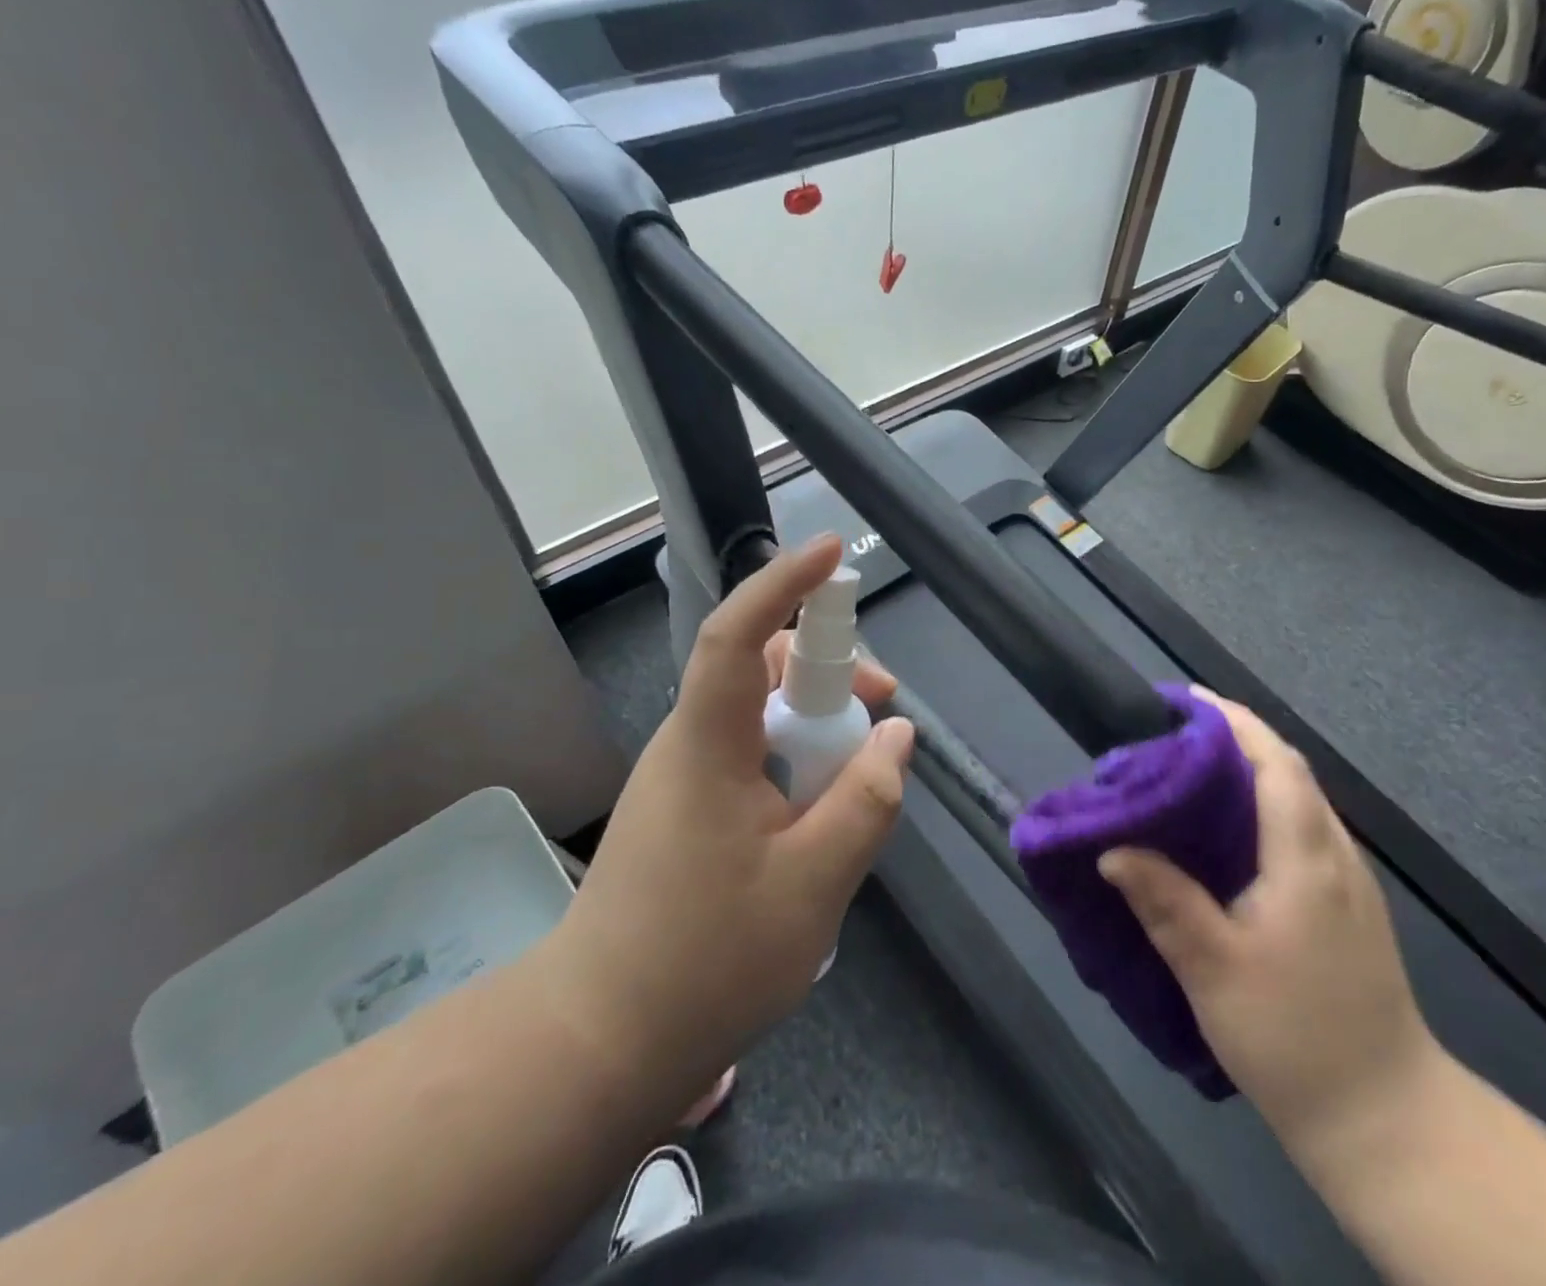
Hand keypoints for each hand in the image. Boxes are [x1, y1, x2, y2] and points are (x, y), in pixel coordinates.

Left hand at [545, 535, 913, 1115]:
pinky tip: (823, 808)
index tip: (830, 553)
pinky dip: (797, 757)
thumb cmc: (706, 961)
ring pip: (760, 712)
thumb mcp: (814, 882)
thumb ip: (866, 801)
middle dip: (828, 668)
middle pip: (760, 667)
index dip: (784, 584)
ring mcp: (684, 774)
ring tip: (863, 767)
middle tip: (884, 707)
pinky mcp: (688, 805)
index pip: (738, 635)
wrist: (599, 1041)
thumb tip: (897, 737)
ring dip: (817, 720)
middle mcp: (689, 742)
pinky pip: (752, 752)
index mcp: (708, 744)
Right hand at [1099, 689, 1442, 1166]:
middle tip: (1170, 736)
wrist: (1388, 1121)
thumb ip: (1164, 901)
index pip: (1275, 761)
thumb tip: (1111, 849)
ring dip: (1248, 769)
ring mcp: (1348, 880)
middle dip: (1233, 737)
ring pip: (1298, 798)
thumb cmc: (1295, 1037)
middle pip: (1288, 770)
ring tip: (1188, 772)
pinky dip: (1262, 804)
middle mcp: (1335, 854)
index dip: (1232, 720)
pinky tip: (1226, 832)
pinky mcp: (1347, 905)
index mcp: (1306, 858)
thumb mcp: (1213, 969)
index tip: (1183, 699)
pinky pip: (1301, 827)